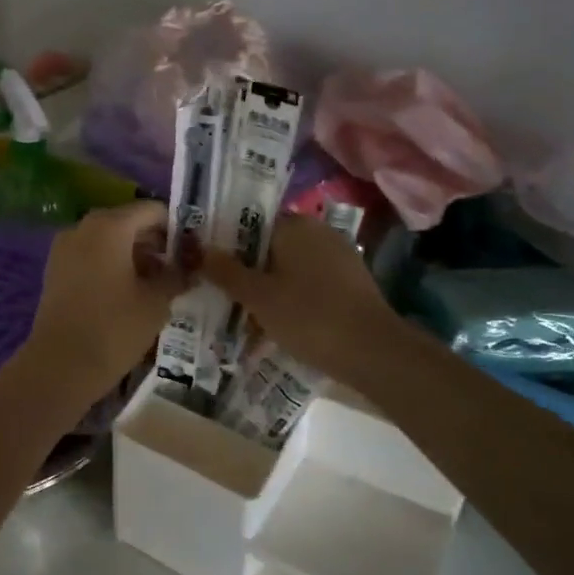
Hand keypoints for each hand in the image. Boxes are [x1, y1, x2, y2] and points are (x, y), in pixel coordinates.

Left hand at [25, 202, 185, 399]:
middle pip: (128, 222)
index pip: (152, 210)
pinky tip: (128, 292)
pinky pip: (90, 256)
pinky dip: (111, 265)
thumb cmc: (114, 328)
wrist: (61, 366)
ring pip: (108, 240)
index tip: (192, 250)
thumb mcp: (156, 302)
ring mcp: (65, 248)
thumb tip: (188, 268)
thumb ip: (176, 276)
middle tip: (178, 268)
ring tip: (156, 284)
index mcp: (110, 226)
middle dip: (154, 242)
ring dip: (133, 255)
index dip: (176, 227)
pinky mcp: (55, 270)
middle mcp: (84, 227)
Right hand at [200, 214, 401, 381]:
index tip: (207, 264)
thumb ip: (226, 271)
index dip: (226, 242)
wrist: (374, 352)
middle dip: (247, 267)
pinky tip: (278, 321)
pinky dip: (292, 296)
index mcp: (294, 225)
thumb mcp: (258, 296)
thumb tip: (199, 249)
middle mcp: (318, 232)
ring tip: (245, 312)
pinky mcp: (351, 282)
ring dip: (269, 285)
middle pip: (270, 245)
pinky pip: (310, 282)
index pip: (250, 222)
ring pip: (290, 266)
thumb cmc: (309, 316)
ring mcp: (339, 256)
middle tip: (221, 292)